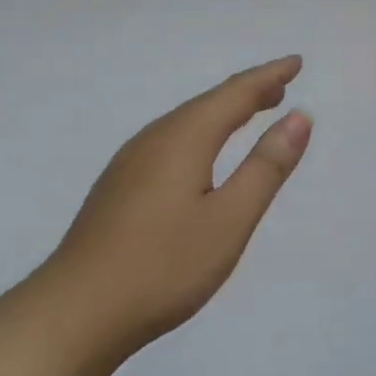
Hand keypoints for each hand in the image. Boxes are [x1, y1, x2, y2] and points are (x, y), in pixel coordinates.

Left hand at [33, 56, 311, 361]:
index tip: (296, 63)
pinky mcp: (118, 188)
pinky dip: (199, 134)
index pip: (234, 94)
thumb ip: (266, 167)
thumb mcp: (229, 220)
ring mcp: (129, 164)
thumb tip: (299, 117)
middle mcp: (153, 140)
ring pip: (184, 123)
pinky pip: (169, 142)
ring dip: (222, 112)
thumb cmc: (163, 267)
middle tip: (280, 86)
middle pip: (207, 103)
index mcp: (183, 139)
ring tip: (250, 112)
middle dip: (247, 91)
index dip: (268, 77)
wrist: (76, 312)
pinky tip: (201, 155)